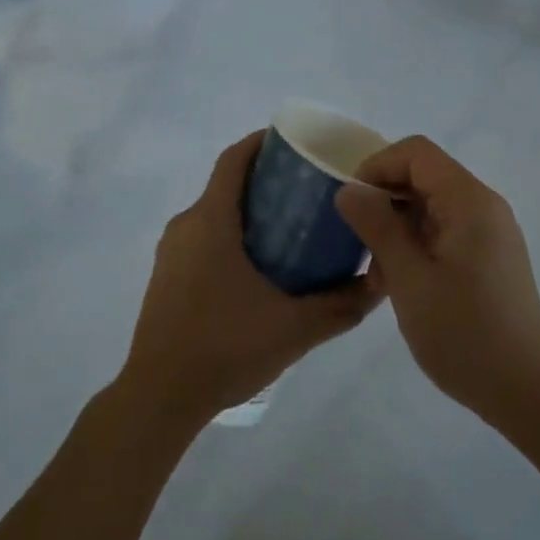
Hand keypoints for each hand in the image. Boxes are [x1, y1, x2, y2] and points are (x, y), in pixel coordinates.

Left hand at [119, 131, 382, 425]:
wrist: (159, 397)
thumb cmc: (224, 348)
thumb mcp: (294, 328)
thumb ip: (341, 305)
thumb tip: (380, 282)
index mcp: (211, 220)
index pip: (234, 159)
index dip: (261, 142)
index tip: (294, 143)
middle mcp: (186, 225)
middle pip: (225, 184)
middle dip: (264, 179)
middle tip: (306, 191)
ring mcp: (171, 252)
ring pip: (213, 213)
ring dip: (247, 210)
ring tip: (289, 227)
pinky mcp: (166, 276)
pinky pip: (201, 237)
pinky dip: (229, 235)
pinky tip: (257, 268)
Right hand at [335, 136, 539, 426]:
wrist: (527, 393)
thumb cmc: (464, 334)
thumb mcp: (409, 279)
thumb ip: (378, 226)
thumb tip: (349, 190)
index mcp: (469, 201)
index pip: (416, 153)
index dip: (377, 166)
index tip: (351, 203)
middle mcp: (484, 206)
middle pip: (424, 175)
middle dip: (385, 198)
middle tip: (358, 239)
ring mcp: (490, 232)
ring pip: (432, 204)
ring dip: (398, 225)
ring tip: (377, 270)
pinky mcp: (490, 256)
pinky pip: (446, 229)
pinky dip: (418, 243)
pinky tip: (402, 283)